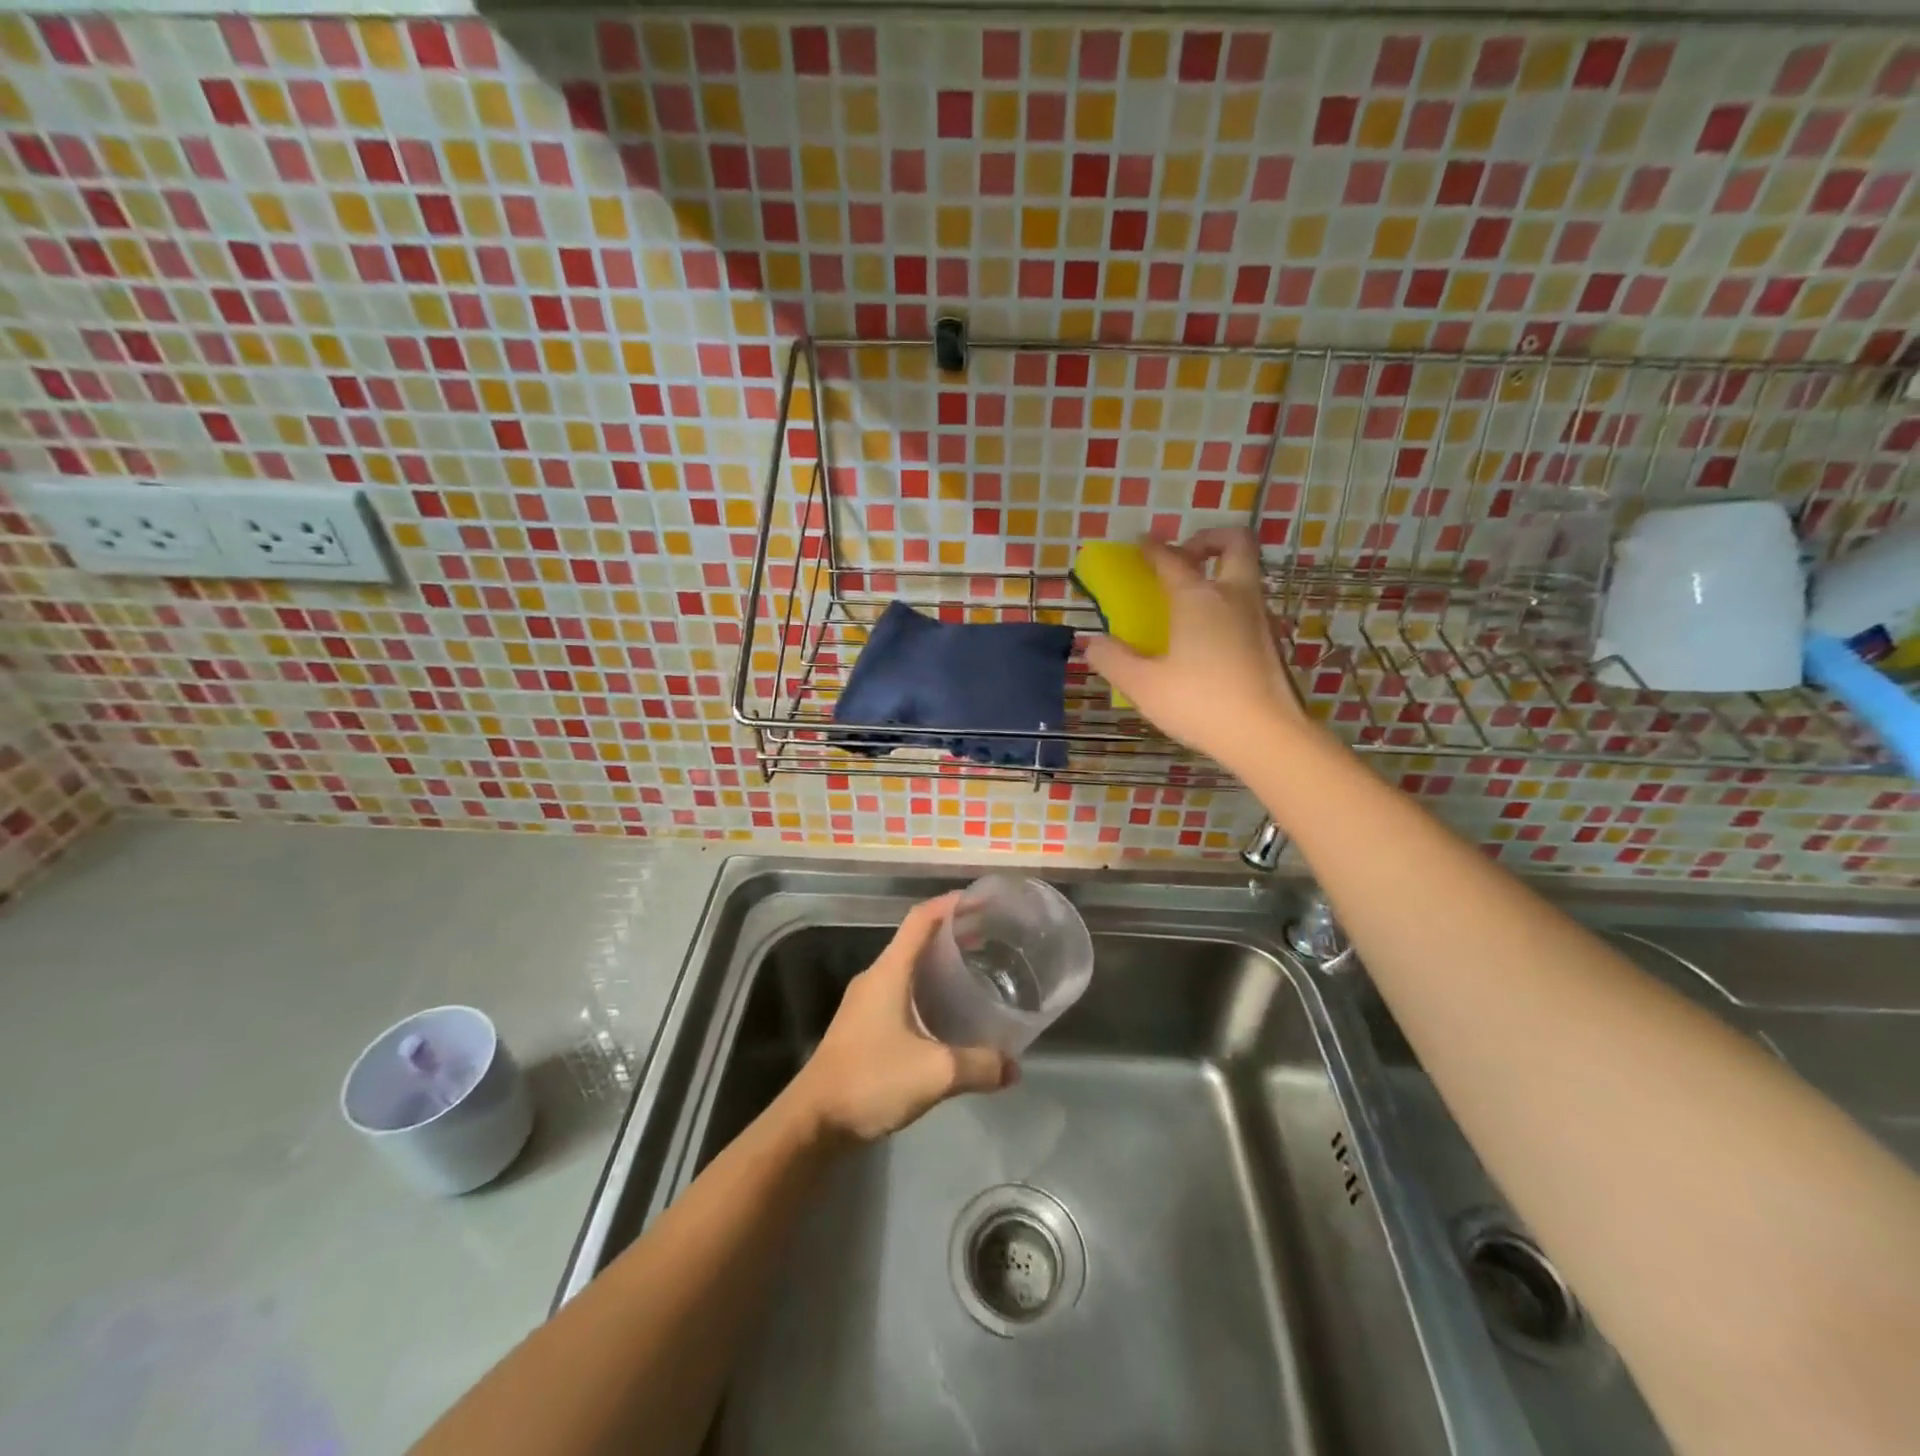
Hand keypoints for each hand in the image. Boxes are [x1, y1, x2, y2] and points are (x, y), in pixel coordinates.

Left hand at [787, 894, 1017, 1143]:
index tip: (981, 900)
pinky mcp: (863, 1026)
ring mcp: (866, 1003)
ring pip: (908, 969)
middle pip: (916, 940)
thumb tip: (1014, 1067)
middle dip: (952, 934)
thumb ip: (979, 1065)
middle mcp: (876, 978)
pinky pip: (901, 994)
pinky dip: (927, 992)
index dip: (950, 904)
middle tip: (990, 938)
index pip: (920, 919)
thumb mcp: (935, 1072)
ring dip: (939, 965)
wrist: (814, 1121)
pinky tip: (947, 1016)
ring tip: (975, 972)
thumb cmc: (871, 1080)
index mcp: (889, 972)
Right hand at [1084, 529, 1305, 775]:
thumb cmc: (1200, 703)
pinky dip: (1228, 603)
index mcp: (1198, 598)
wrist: (1266, 735)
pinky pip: (1248, 604)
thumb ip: (1113, 660)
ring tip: (1191, 598)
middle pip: (1235, 542)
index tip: (1141, 543)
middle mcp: (1234, 596)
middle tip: (1185, 555)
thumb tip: (1092, 643)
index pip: (1172, 559)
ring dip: (1220, 572)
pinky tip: (1208, 636)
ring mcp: (1259, 617)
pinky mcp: (1271, 641)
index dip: (1153, 548)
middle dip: (1208, 538)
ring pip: (1246, 573)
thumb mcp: (1143, 685)